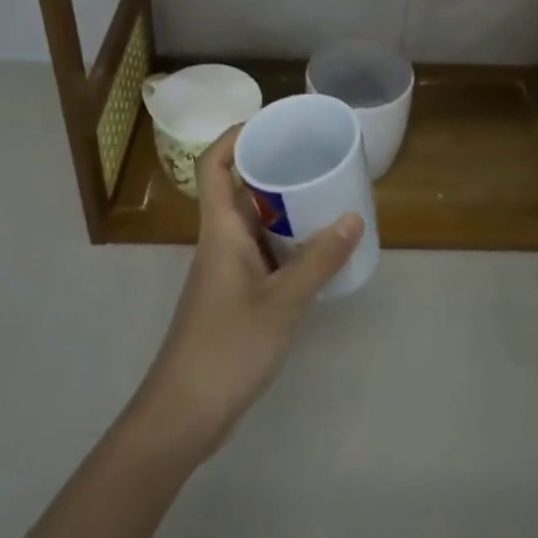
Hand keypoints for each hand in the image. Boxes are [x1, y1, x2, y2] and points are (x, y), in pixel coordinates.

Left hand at [129, 128, 361, 461]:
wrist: (183, 414)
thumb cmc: (226, 349)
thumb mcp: (281, 303)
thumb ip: (318, 261)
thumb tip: (354, 217)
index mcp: (220, 230)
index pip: (214, 165)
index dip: (236, 136)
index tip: (273, 123)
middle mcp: (220, 240)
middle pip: (238, 187)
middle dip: (272, 167)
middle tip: (314, 156)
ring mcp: (226, 269)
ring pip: (252, 221)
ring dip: (282, 206)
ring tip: (324, 195)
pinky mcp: (234, 294)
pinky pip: (261, 251)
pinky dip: (286, 242)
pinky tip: (316, 250)